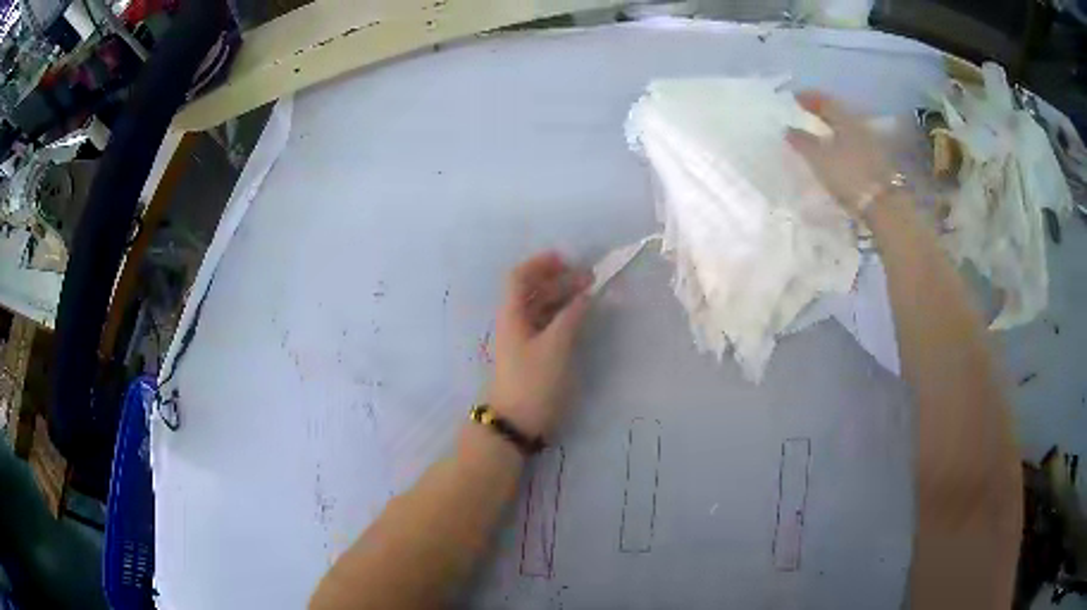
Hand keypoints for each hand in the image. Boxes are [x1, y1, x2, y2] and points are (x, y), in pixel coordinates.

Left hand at [488, 252, 592, 438]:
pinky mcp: (532, 357)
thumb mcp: (556, 346)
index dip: (540, 263)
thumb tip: (585, 294)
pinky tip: (581, 319)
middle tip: (589, 278)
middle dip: (559, 279)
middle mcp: (515, 322)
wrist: (516, 424)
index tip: (567, 259)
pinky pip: (547, 326)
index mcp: (512, 314)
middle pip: (533, 291)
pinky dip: (563, 317)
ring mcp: (523, 341)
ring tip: (590, 295)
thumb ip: (572, 316)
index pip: (519, 277)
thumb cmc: (533, 381)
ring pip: (542, 309)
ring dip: (563, 297)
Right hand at [787, 90, 897, 218]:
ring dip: (831, 130)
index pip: (824, 100)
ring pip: (846, 130)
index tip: (793, 98)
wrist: (883, 206)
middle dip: (820, 113)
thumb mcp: (819, 158)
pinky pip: (853, 146)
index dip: (808, 97)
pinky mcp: (875, 163)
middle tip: (805, 116)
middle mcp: (859, 126)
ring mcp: (870, 145)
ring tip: (818, 137)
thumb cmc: (849, 175)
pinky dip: (841, 145)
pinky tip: (834, 155)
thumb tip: (787, 129)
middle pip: (837, 114)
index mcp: (845, 119)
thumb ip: (802, 141)